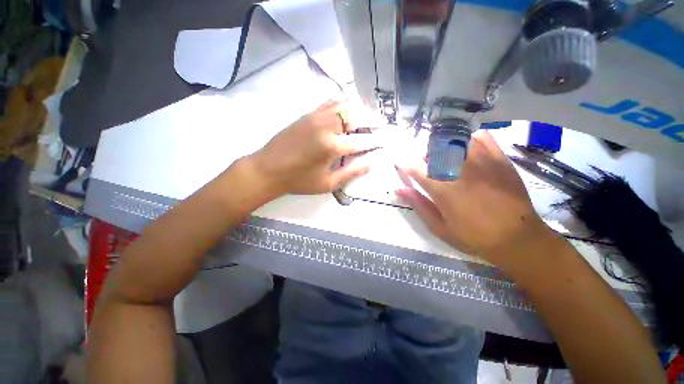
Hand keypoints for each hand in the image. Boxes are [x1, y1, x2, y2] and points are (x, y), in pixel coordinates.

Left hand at [249, 99, 379, 194]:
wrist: (268, 169)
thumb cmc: (299, 180)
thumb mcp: (327, 184)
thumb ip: (351, 172)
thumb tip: (371, 163)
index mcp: (332, 146)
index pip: (362, 140)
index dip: (376, 140)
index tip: (386, 140)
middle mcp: (326, 125)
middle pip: (356, 116)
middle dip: (371, 120)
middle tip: (379, 127)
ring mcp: (316, 116)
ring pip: (344, 104)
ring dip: (358, 110)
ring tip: (366, 118)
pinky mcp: (308, 113)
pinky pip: (330, 102)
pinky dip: (343, 103)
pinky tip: (347, 109)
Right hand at [396, 130, 552, 267]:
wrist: (518, 239)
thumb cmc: (473, 237)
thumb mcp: (439, 228)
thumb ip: (418, 205)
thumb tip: (399, 189)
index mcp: (442, 189)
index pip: (415, 168)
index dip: (406, 166)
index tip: (403, 167)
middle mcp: (459, 171)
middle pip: (434, 151)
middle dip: (425, 159)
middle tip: (429, 171)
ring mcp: (482, 162)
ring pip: (455, 142)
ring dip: (444, 149)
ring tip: (447, 162)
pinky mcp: (500, 159)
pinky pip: (482, 139)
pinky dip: (470, 140)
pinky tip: (467, 150)